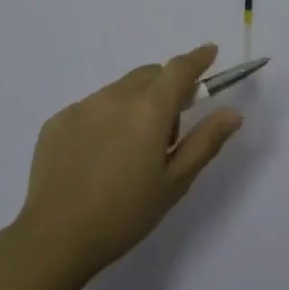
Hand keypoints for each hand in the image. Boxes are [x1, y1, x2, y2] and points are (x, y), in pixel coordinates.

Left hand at [11, 42, 243, 277]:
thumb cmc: (125, 214)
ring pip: (119, 90)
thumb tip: (233, 113)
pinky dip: (104, 119)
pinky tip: (98, 157)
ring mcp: (82, 106)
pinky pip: (91, 107)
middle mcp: (115, 97)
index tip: (210, 52)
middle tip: (168, 130)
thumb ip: (205, 142)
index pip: (180, 69)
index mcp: (150, 109)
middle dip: (166, 88)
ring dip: (134, 104)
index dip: (198, 58)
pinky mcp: (57, 121)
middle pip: (149, 75)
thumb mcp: (175, 182)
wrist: (56, 237)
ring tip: (129, 151)